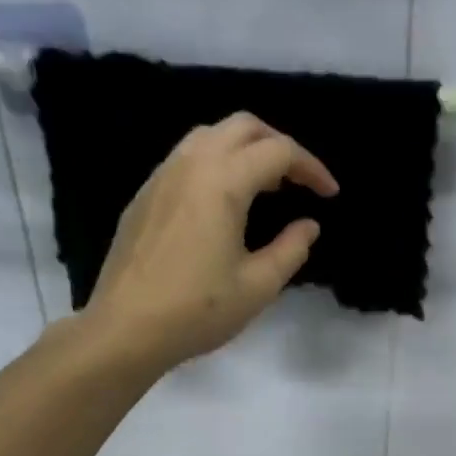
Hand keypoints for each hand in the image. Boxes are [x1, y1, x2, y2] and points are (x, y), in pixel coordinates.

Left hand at [78, 113, 338, 375]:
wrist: (126, 328)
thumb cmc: (198, 310)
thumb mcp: (258, 286)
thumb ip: (291, 249)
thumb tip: (308, 225)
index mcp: (223, 182)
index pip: (278, 152)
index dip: (312, 168)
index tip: (330, 195)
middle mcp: (191, 164)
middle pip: (243, 127)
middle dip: (279, 145)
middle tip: (299, 181)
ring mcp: (162, 175)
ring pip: (210, 135)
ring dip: (245, 149)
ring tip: (265, 186)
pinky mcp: (145, 195)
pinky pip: (187, 157)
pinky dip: (217, 163)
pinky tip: (225, 201)